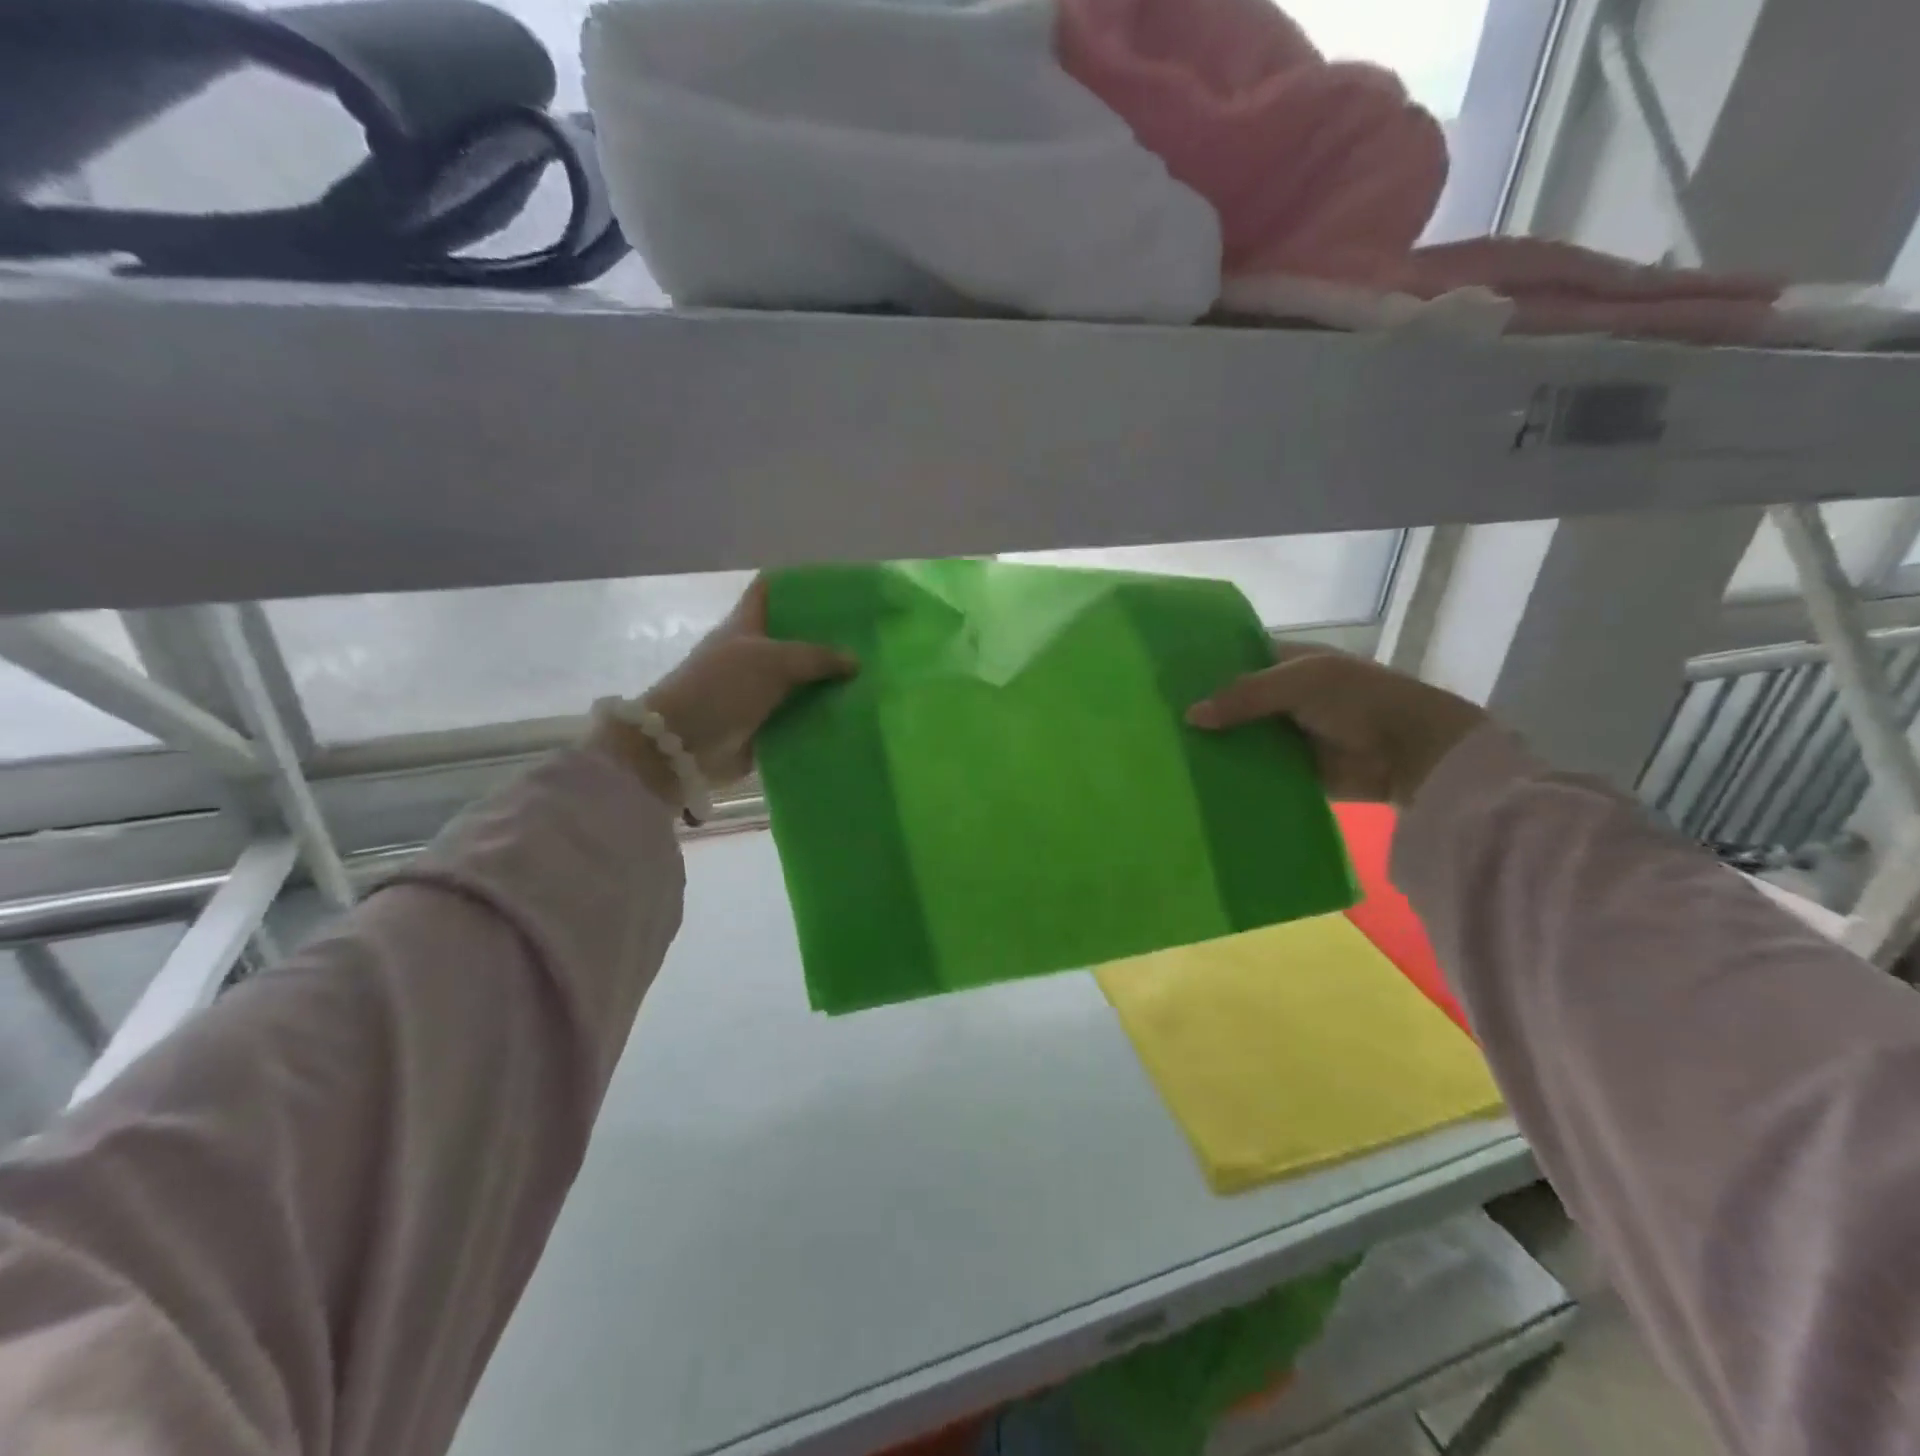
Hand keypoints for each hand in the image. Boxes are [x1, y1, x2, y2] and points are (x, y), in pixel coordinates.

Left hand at [590, 577, 854, 804]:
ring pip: (801, 681)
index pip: (770, 592)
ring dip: (829, 683)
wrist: (683, 745)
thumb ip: (817, 657)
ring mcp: (758, 691)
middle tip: (869, 639)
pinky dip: (822, 717)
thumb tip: (855, 660)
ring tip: (873, 678)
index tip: (837, 589)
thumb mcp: (772, 661)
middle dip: (828, 639)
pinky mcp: (765, 725)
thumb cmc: (722, 688)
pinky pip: (800, 717)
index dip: (798, 586)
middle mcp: (752, 654)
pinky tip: (855, 714)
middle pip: (794, 639)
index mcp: (746, 626)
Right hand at [1186, 645, 1486, 805]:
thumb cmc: (1358, 700)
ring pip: (1239, 738)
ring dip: (1213, 746)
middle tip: (1154, 722)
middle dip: (1202, 712)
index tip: (1163, 681)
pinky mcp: (1289, 771)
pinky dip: (1232, 775)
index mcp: (1286, 664)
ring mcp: (1285, 736)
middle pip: (1232, 703)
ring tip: (1166, 754)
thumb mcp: (1299, 683)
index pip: (1235, 661)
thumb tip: (1189, 716)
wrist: (1410, 752)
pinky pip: (1253, 772)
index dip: (1204, 669)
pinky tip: (1197, 780)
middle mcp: (1281, 698)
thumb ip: (1244, 696)